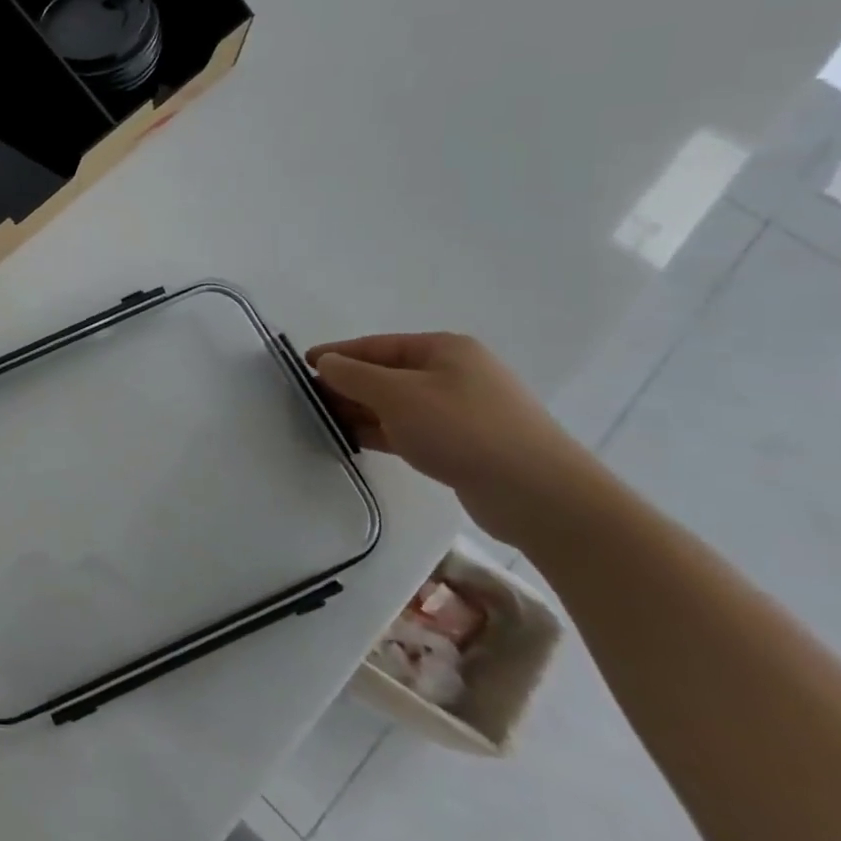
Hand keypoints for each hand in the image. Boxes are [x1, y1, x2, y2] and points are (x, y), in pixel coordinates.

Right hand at [306, 332, 604, 547]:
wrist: (539, 495)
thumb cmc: (462, 430)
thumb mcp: (396, 395)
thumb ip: (353, 375)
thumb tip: (325, 363)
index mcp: (444, 349)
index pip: (375, 345)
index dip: (336, 354)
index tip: (301, 367)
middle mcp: (455, 372)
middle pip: (387, 373)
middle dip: (347, 385)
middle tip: (309, 401)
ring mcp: (463, 409)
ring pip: (398, 404)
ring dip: (363, 411)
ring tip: (326, 424)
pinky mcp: (466, 443)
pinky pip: (413, 429)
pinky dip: (384, 432)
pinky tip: (359, 442)